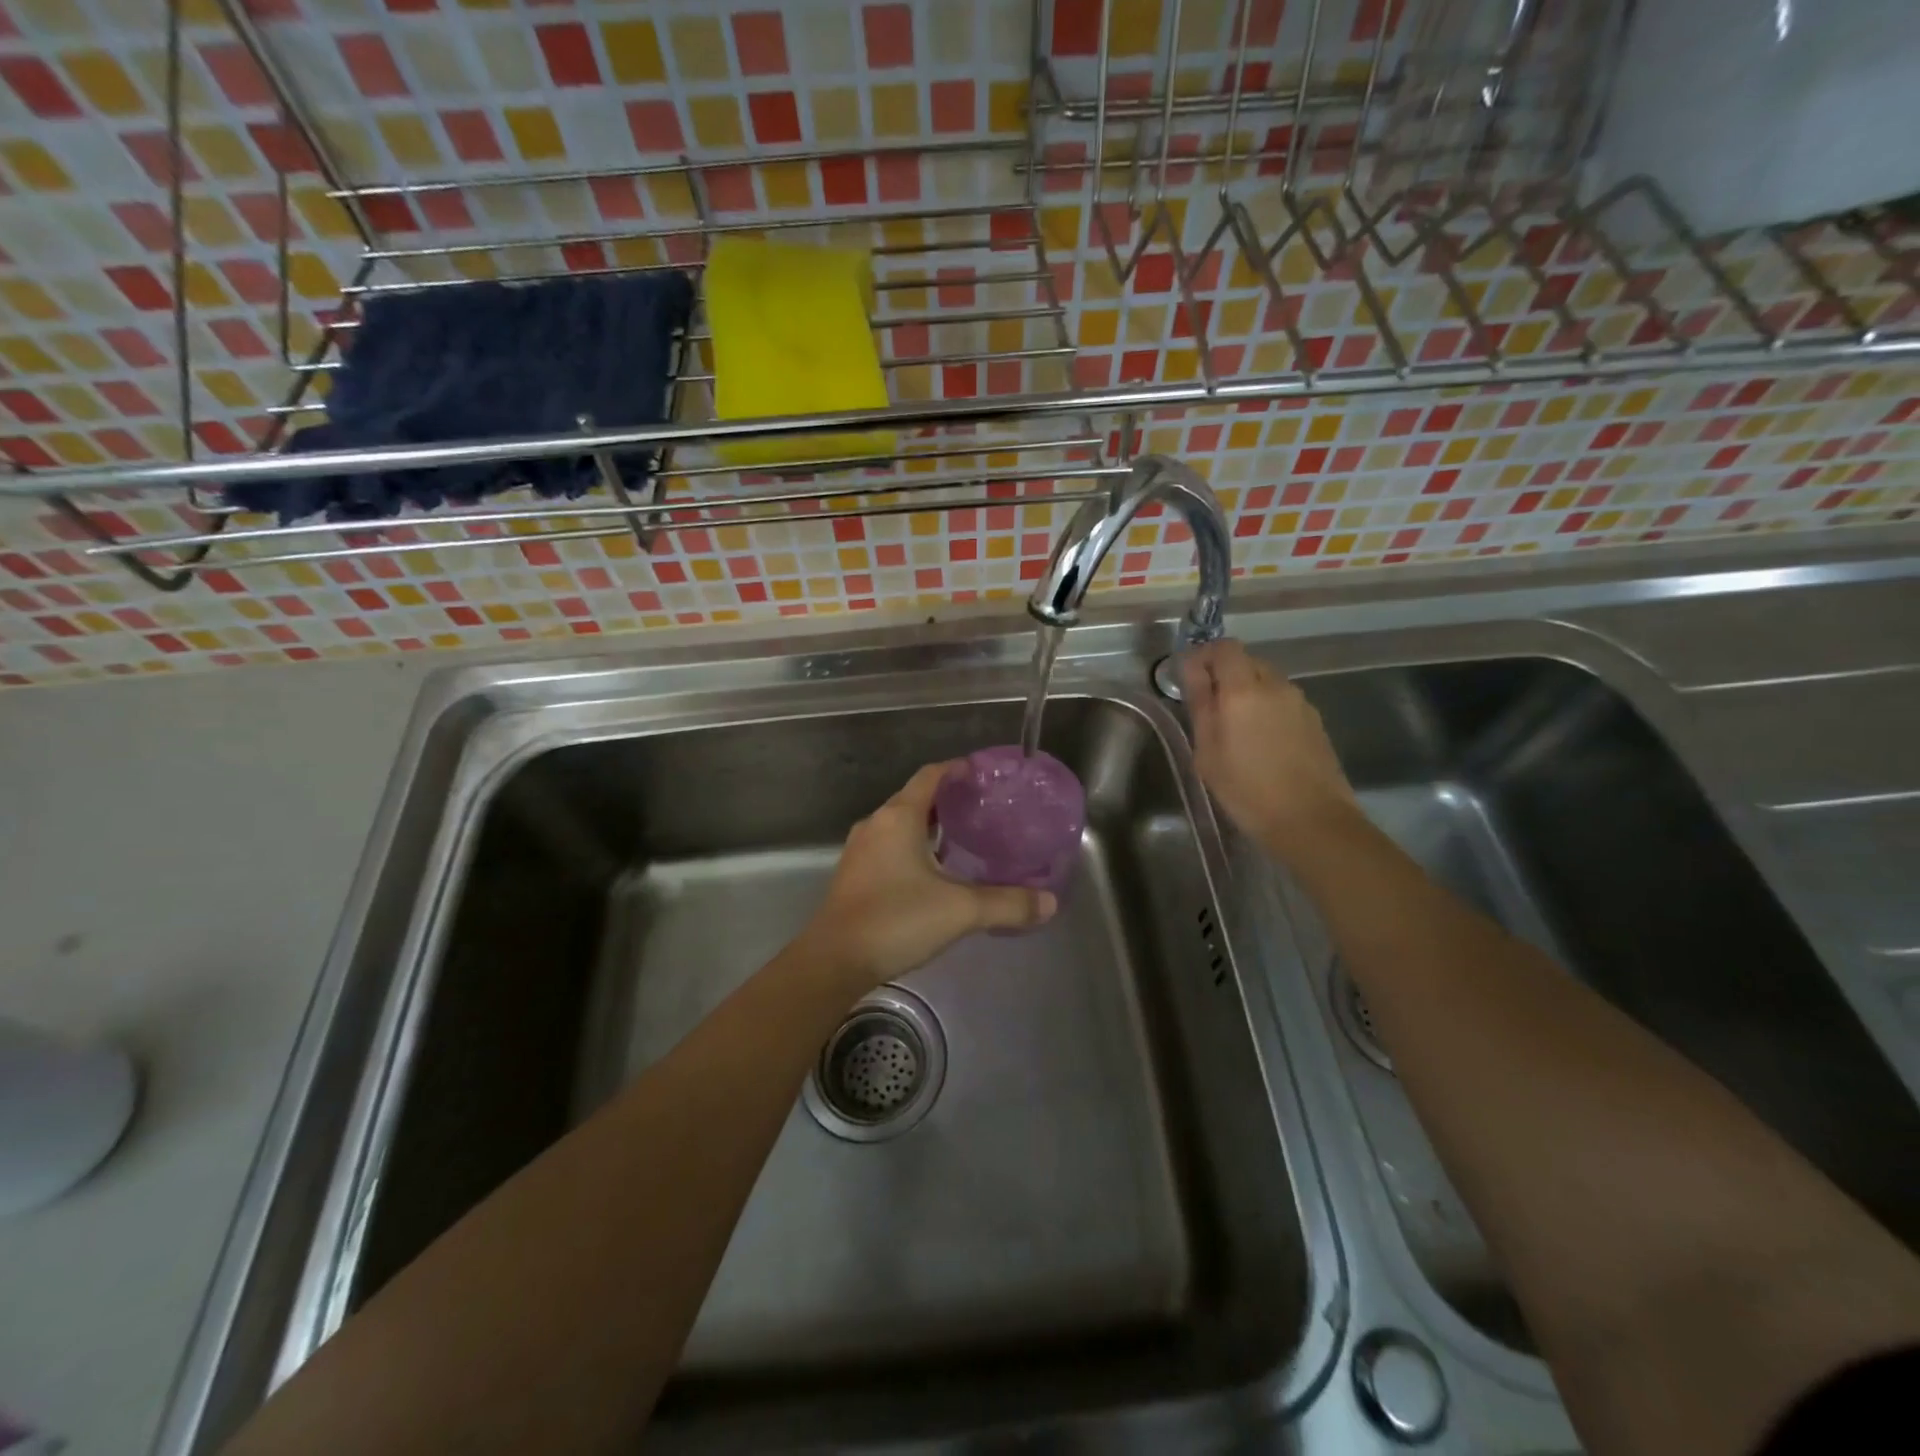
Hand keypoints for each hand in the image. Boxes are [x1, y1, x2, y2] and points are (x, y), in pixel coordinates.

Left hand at [795, 762, 1057, 991]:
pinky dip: (914, 849)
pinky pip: (890, 848)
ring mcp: (861, 851)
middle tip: (984, 811)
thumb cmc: (896, 920)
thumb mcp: (960, 911)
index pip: (930, 776)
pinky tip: (935, 874)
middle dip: (949, 802)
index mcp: (898, 817)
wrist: (834, 961)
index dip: (957, 770)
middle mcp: (876, 825)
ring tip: (965, 840)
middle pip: (915, 799)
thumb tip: (1050, 902)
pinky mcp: (855, 876)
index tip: (984, 775)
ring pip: (901, 826)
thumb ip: (1007, 904)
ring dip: (930, 828)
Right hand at [1181, 639, 1358, 861]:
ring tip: (1235, 729)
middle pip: (1247, 662)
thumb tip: (1192, 669)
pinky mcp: (1315, 721)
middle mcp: (1276, 686)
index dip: (1204, 655)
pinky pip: (1283, 701)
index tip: (1189, 677)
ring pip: (1267, 682)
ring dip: (1247, 693)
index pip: (1225, 647)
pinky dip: (1266, 709)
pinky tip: (1261, 743)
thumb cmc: (1246, 789)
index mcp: (1244, 689)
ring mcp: (1300, 702)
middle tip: (1208, 708)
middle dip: (1224, 675)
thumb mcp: (1208, 751)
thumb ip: (1200, 704)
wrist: (1312, 820)